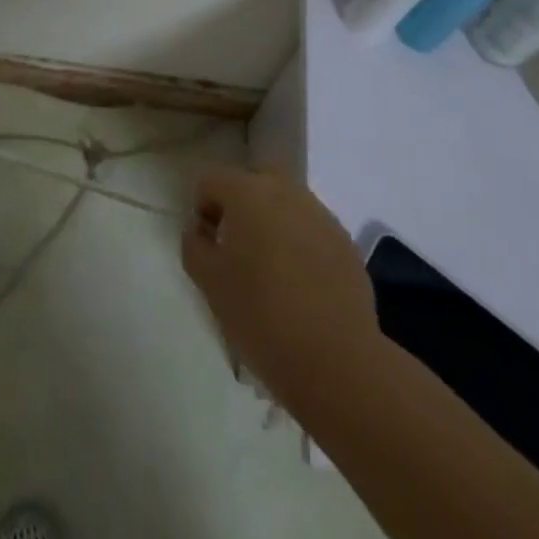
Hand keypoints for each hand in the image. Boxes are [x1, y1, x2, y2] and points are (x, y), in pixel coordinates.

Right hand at [182, 165, 380, 411]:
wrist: (335, 358)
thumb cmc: (261, 315)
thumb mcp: (209, 283)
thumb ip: (194, 245)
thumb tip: (200, 229)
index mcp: (247, 192)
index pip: (211, 181)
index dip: (202, 209)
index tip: (207, 245)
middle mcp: (284, 189)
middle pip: (253, 180)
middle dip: (240, 203)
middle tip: (236, 245)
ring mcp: (319, 212)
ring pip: (285, 201)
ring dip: (272, 220)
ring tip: (270, 266)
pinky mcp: (344, 239)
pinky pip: (310, 226)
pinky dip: (299, 241)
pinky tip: (300, 281)